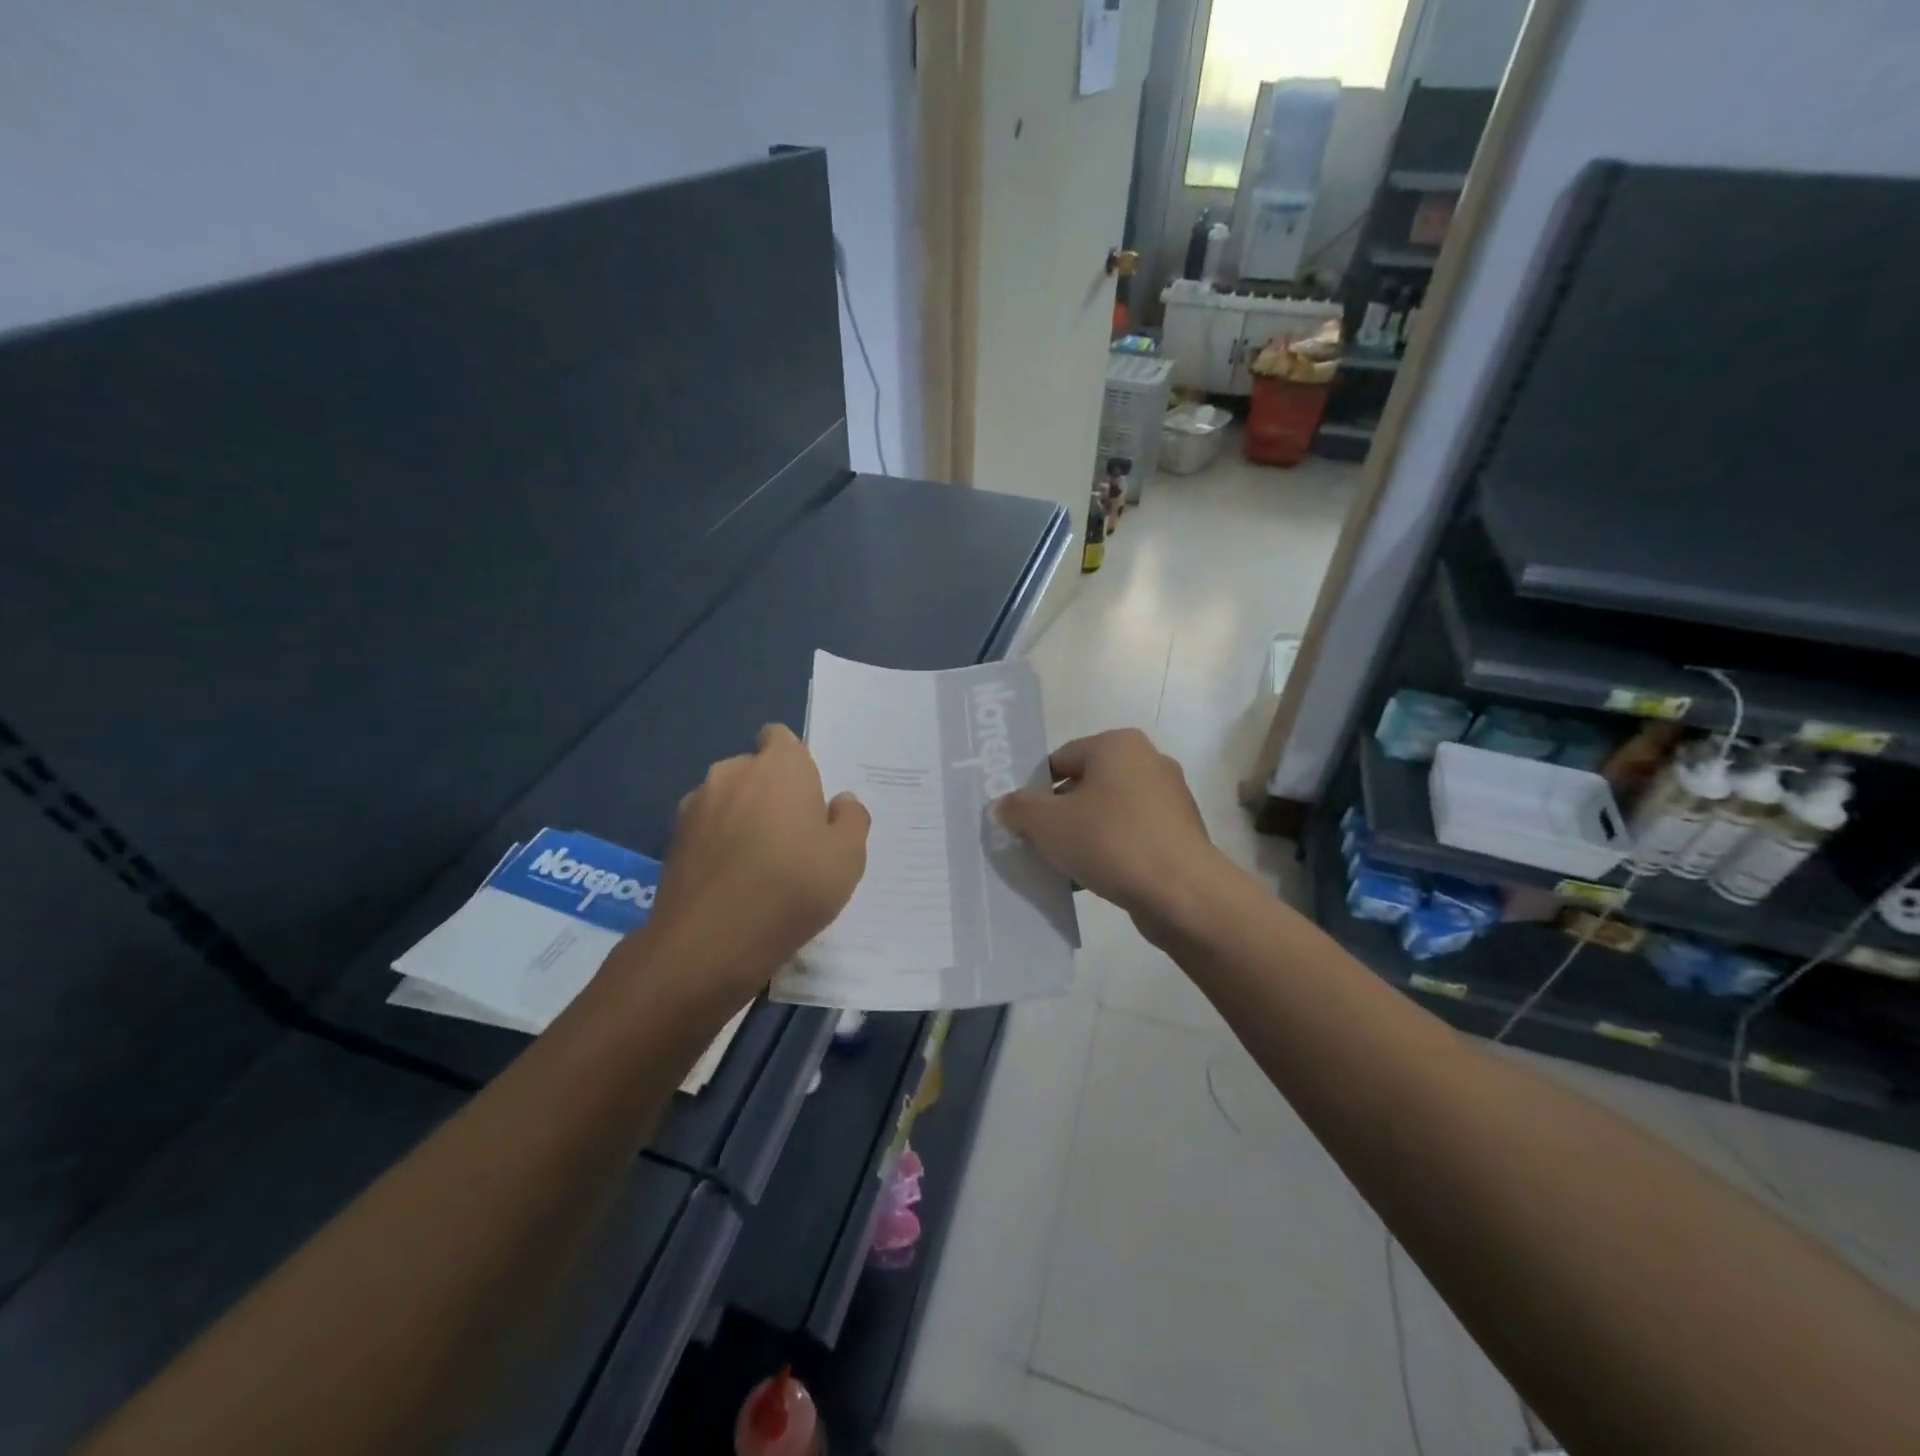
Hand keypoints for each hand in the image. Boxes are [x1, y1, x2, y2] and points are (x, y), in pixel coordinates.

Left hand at [635, 724, 869, 1000]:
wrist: (710, 942)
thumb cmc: (792, 888)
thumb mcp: (848, 858)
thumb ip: (851, 819)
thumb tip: (840, 802)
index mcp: (779, 766)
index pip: (780, 737)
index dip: (794, 762)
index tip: (807, 798)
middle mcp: (732, 773)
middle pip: (753, 770)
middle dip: (770, 793)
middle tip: (792, 838)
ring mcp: (695, 806)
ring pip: (726, 800)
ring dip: (741, 818)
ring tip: (758, 865)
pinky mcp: (672, 839)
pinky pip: (705, 829)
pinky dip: (717, 844)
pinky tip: (731, 882)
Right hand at [993, 729, 1221, 934]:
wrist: (1182, 892)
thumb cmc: (1110, 841)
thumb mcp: (1048, 824)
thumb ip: (1018, 809)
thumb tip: (1003, 805)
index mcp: (1118, 745)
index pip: (1061, 758)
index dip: (1035, 788)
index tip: (1020, 818)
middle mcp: (1148, 761)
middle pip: (1085, 785)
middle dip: (1058, 814)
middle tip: (1035, 842)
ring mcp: (1169, 799)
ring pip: (1108, 813)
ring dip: (1082, 835)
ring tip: (1060, 865)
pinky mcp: (1179, 833)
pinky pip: (1131, 836)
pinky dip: (1109, 851)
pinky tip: (1090, 879)